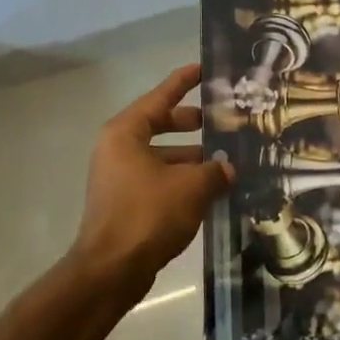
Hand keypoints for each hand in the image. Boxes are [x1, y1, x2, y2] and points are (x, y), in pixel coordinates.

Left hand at [72, 64, 231, 291]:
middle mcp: (118, 149)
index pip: (160, 98)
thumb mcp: (191, 187)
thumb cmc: (148, 214)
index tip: (204, 69)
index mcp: (126, 133)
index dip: (183, 82)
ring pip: (163, 156)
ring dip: (193, 158)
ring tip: (228, 160)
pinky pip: (159, 180)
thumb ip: (215, 171)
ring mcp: (120, 177)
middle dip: (193, 123)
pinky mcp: (126, 202)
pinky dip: (183, 180)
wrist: (111, 270)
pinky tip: (213, 189)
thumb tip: (229, 168)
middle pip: (161, 125)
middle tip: (224, 120)